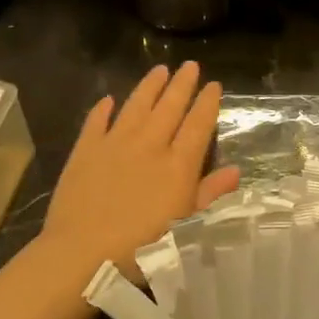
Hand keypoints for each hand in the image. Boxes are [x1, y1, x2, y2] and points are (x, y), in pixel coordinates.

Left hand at [40, 62, 239, 281]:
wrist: (82, 254)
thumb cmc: (142, 248)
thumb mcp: (187, 227)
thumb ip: (210, 195)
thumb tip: (235, 170)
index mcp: (178, 165)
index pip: (198, 124)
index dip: (208, 103)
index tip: (214, 85)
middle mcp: (149, 145)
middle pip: (169, 107)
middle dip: (182, 84)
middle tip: (190, 65)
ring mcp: (114, 144)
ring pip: (136, 106)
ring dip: (149, 86)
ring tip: (159, 69)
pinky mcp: (85, 151)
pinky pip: (96, 122)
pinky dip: (103, 109)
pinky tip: (108, 99)